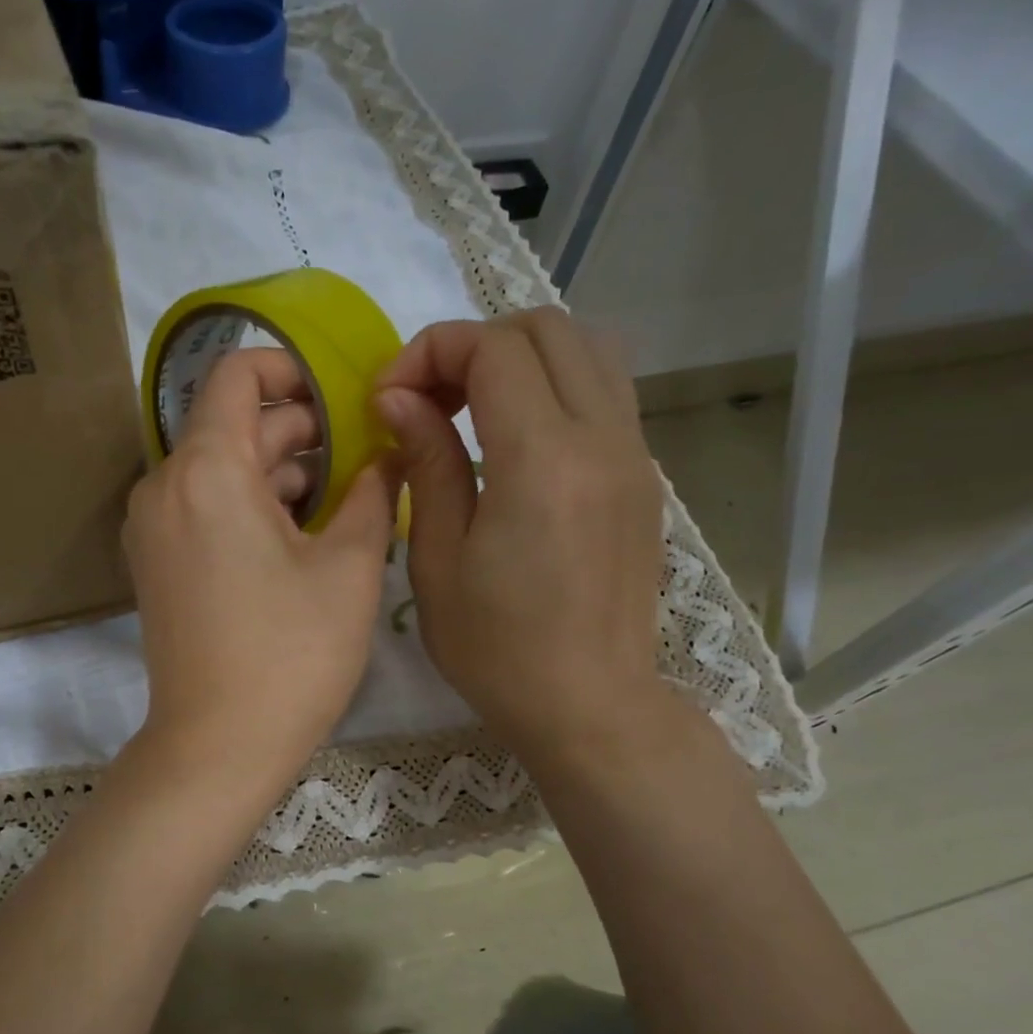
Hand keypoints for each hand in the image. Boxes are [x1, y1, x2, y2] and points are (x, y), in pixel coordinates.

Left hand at [125, 348, 395, 790]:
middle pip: (233, 426)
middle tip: (364, 458)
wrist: (218, 746)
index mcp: (207, 470)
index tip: (341, 397)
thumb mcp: (351, 568)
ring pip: (220, 469)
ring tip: (343, 502)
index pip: (235, 374)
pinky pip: (204, 507)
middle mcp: (164, 486)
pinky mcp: (156, 562)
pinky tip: (301, 536)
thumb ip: (374, 492)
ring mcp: (152, 527)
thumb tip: (390, 451)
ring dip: (279, 472)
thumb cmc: (292, 654)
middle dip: (300, 432)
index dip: (290, 368)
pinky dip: (249, 504)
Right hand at [373, 309, 668, 762]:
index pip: (493, 348)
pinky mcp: (642, 476)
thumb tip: (400, 398)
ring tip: (470, 409)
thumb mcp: (438, 559)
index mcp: (543, 461)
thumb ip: (427, 461)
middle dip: (474, 345)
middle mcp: (603, 438)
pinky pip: (604, 391)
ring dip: (520, 357)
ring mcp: (634, 453)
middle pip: (547, 328)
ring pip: (587, 348)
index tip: (389, 398)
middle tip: (428, 400)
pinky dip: (554, 385)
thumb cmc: (496, 648)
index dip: (431, 352)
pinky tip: (514, 439)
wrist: (588, 705)